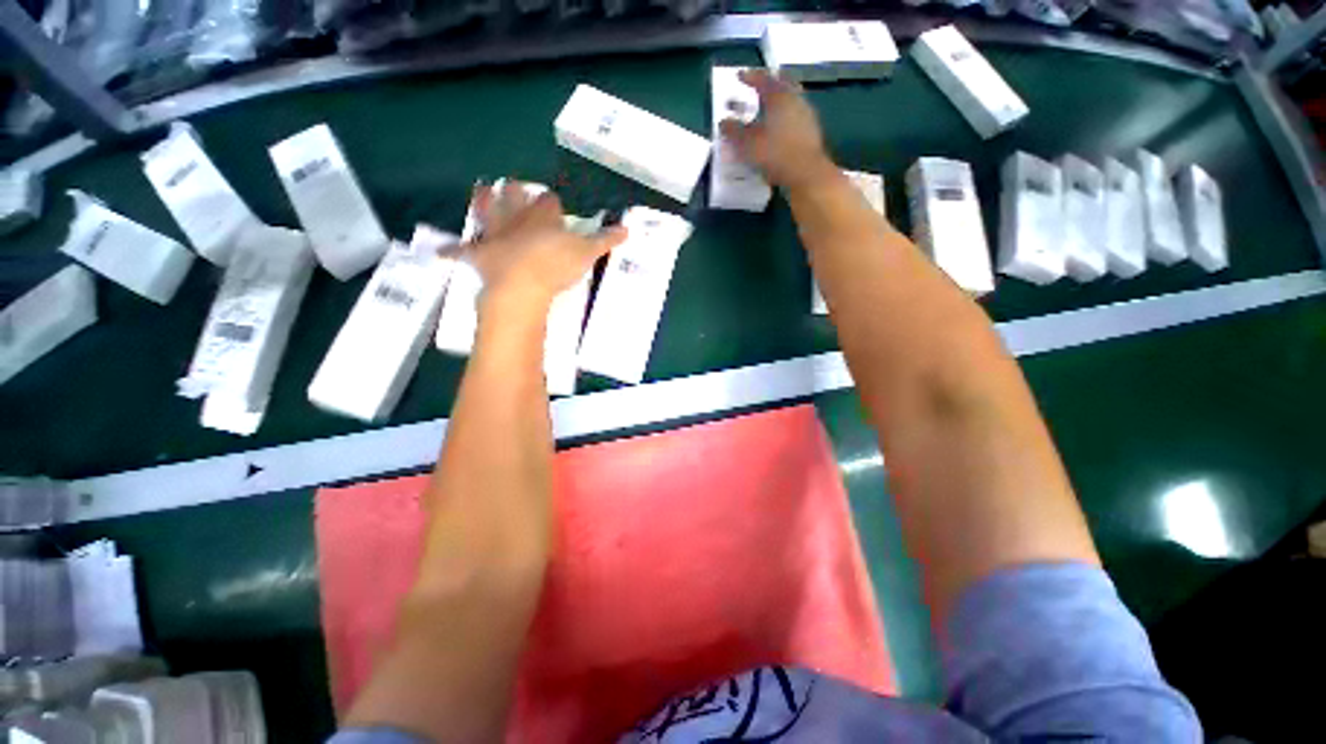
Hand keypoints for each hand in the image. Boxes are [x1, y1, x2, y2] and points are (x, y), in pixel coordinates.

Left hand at [466, 180, 626, 313]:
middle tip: (511, 184)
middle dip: (513, 189)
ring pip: (485, 210)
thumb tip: (627, 230)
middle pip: (513, 195)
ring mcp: (495, 234)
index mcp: (543, 216)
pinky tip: (441, 251)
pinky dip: (452, 251)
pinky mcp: (479, 255)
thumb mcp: (587, 254)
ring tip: (479, 191)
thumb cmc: (556, 265)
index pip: (548, 200)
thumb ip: (605, 241)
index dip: (551, 202)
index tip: (554, 206)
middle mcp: (516, 218)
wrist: (522, 285)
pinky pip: (462, 251)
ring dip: (483, 201)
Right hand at [719, 69, 839, 191]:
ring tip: (767, 107)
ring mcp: (806, 115)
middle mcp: (795, 100)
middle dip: (769, 83)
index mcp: (779, 97)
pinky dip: (784, 115)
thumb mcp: (748, 144)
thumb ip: (734, 132)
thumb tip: (723, 122)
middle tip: (759, 84)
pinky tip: (778, 126)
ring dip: (778, 100)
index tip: (739, 75)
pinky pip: (795, 115)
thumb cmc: (775, 154)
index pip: (763, 80)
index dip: (750, 77)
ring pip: (790, 99)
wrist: (806, 173)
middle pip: (782, 84)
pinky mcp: (810, 131)